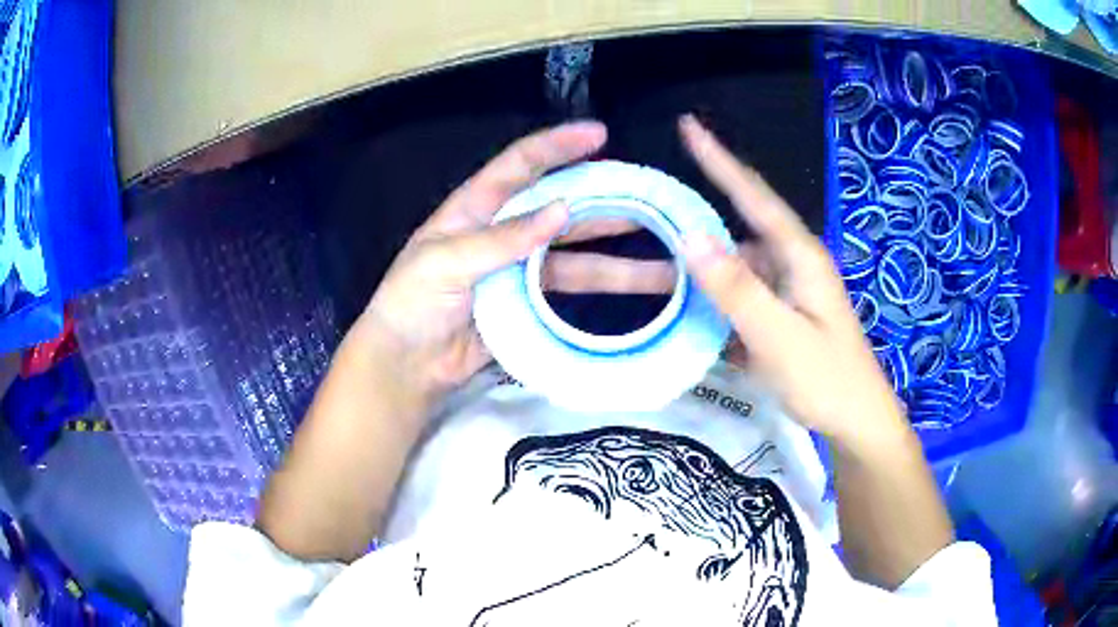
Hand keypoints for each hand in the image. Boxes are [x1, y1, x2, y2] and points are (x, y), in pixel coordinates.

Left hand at [357, 122, 674, 397]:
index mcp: (476, 210)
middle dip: (607, 204)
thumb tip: (563, 209)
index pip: (521, 166)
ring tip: (666, 264)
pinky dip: (599, 293)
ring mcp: (520, 272)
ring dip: (619, 262)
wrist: (407, 363)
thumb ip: (503, 238)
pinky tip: (631, 294)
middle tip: (651, 202)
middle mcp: (504, 233)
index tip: (599, 134)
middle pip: (563, 211)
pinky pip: (569, 294)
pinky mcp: (528, 306)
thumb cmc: (412, 302)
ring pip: (577, 258)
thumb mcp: (446, 261)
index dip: (558, 146)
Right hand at [678, 115, 906, 446]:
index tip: (688, 125)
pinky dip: (713, 299)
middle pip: (738, 231)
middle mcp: (792, 264)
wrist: (857, 423)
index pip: (754, 195)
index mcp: (799, 256)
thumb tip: (690, 235)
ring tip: (653, 268)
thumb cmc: (827, 379)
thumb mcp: (779, 337)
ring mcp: (786, 293)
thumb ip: (736, 289)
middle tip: (649, 212)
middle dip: (696, 220)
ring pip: (735, 268)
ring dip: (700, 269)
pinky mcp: (779, 317)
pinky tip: (685, 306)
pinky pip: (739, 297)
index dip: (720, 159)